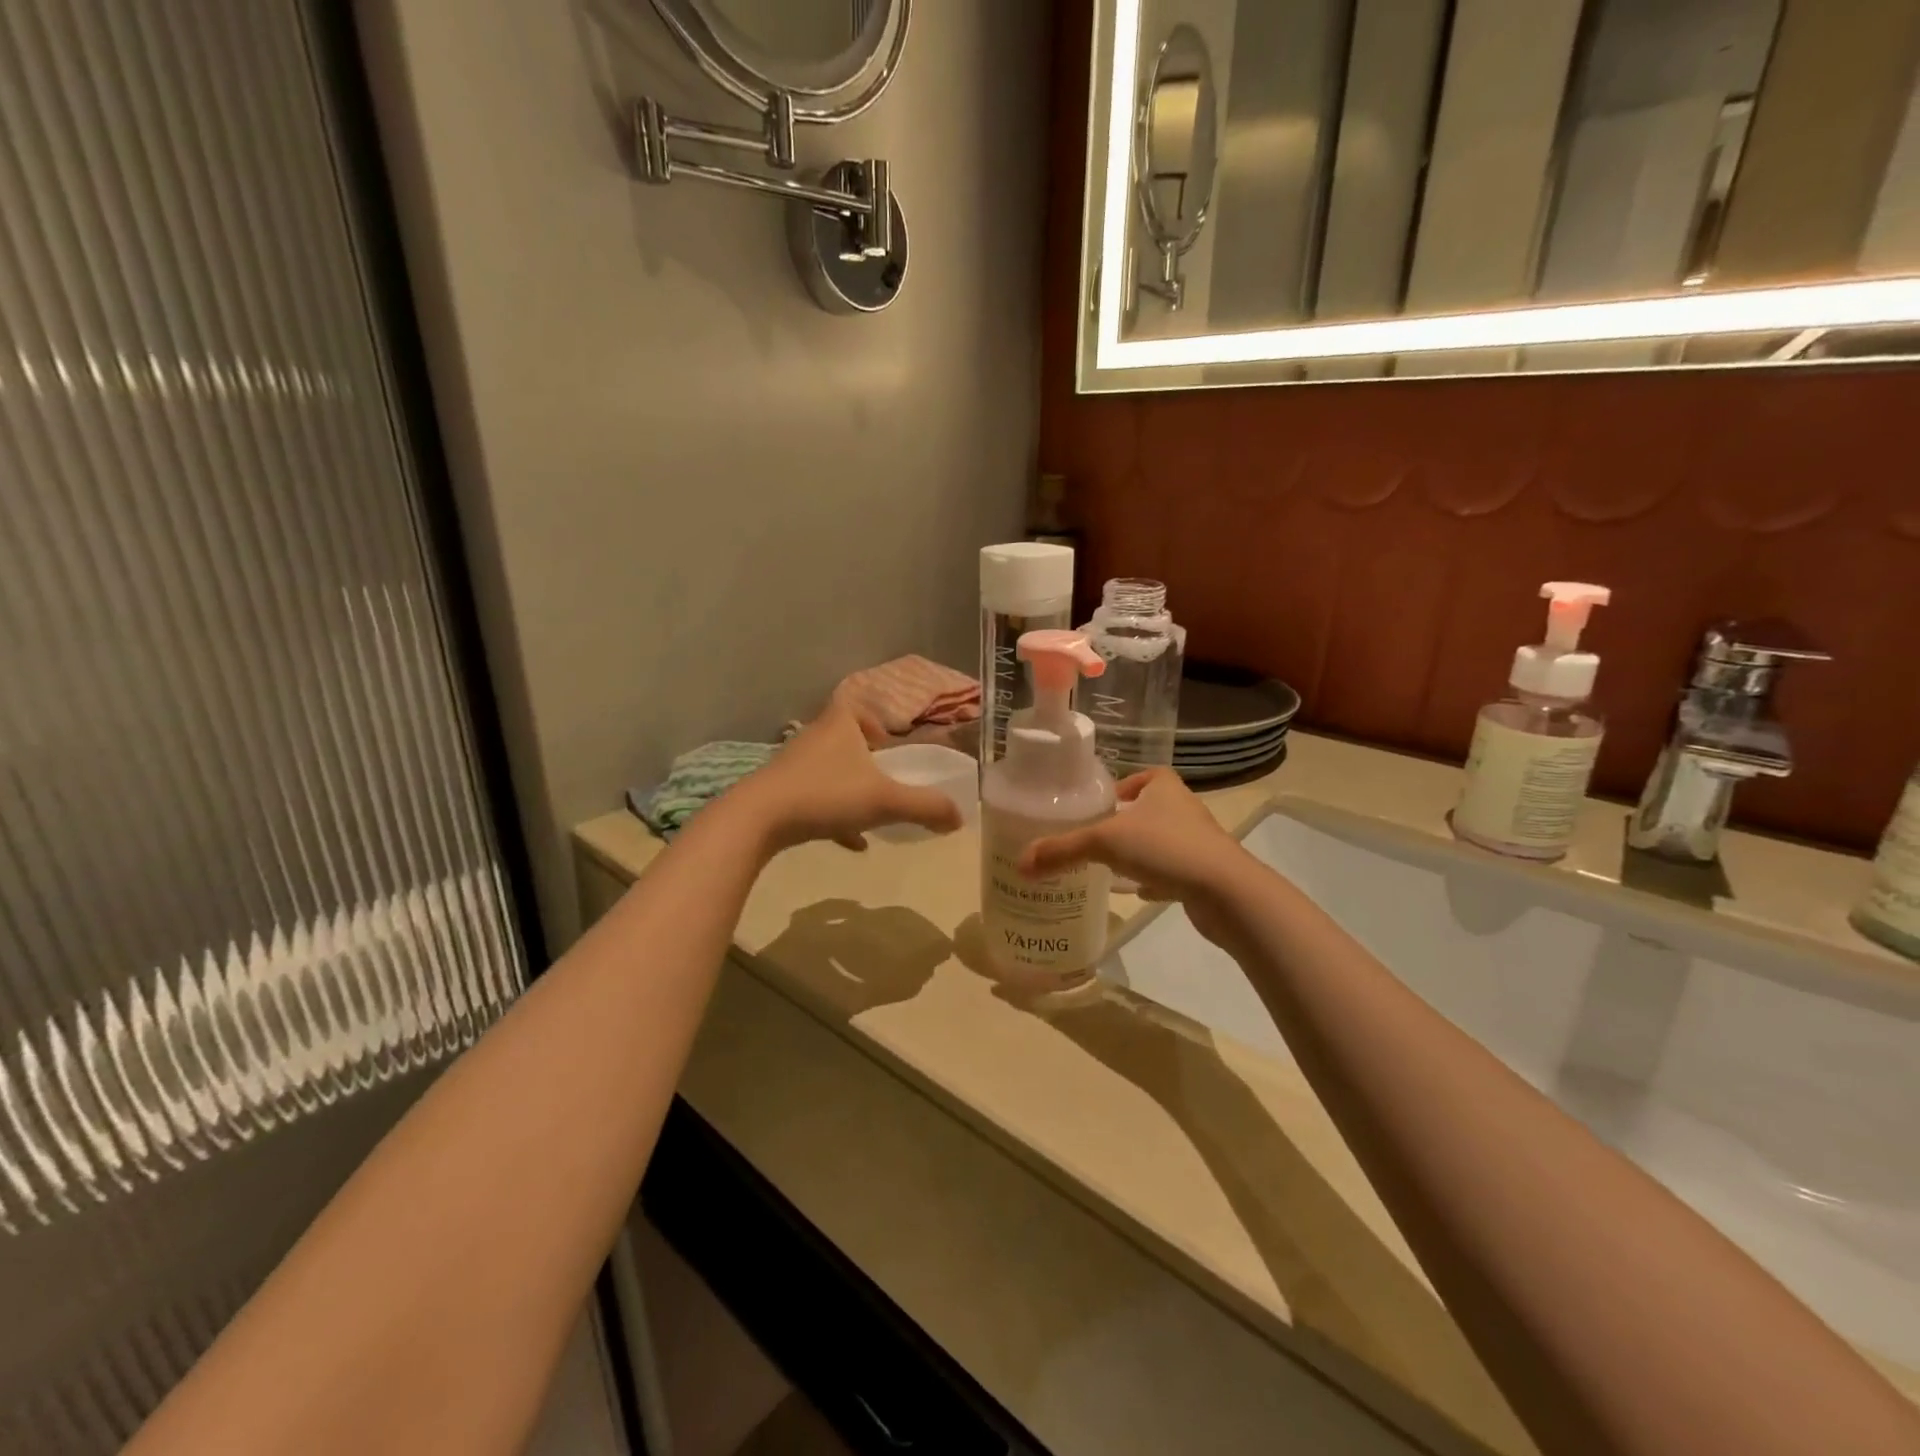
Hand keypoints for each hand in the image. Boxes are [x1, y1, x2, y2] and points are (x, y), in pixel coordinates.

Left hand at [729, 700, 963, 853]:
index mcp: (838, 725)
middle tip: (884, 779)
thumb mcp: (885, 801)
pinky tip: (851, 843)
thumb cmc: (827, 795)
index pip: (854, 705)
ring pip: (828, 770)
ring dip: (849, 788)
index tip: (888, 745)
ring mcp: (792, 766)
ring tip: (870, 813)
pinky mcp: (778, 792)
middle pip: (842, 739)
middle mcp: (813, 738)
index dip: (873, 720)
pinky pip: (813, 798)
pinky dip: (833, 816)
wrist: (759, 819)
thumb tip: (960, 817)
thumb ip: (926, 807)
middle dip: (864, 759)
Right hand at [1019, 769, 1248, 938]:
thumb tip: (1021, 863)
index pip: (1148, 776)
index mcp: (1165, 788)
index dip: (1127, 785)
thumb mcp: (1104, 843)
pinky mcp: (1205, 874)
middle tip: (1097, 836)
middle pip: (1153, 810)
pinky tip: (1139, 892)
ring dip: (1142, 851)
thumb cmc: (1165, 847)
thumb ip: (1062, 850)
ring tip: (1112, 865)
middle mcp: (1185, 810)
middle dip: (1128, 821)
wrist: (1225, 891)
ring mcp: (1199, 843)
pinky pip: (1174, 871)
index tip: (1106, 802)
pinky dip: (1157, 879)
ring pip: (1163, 842)